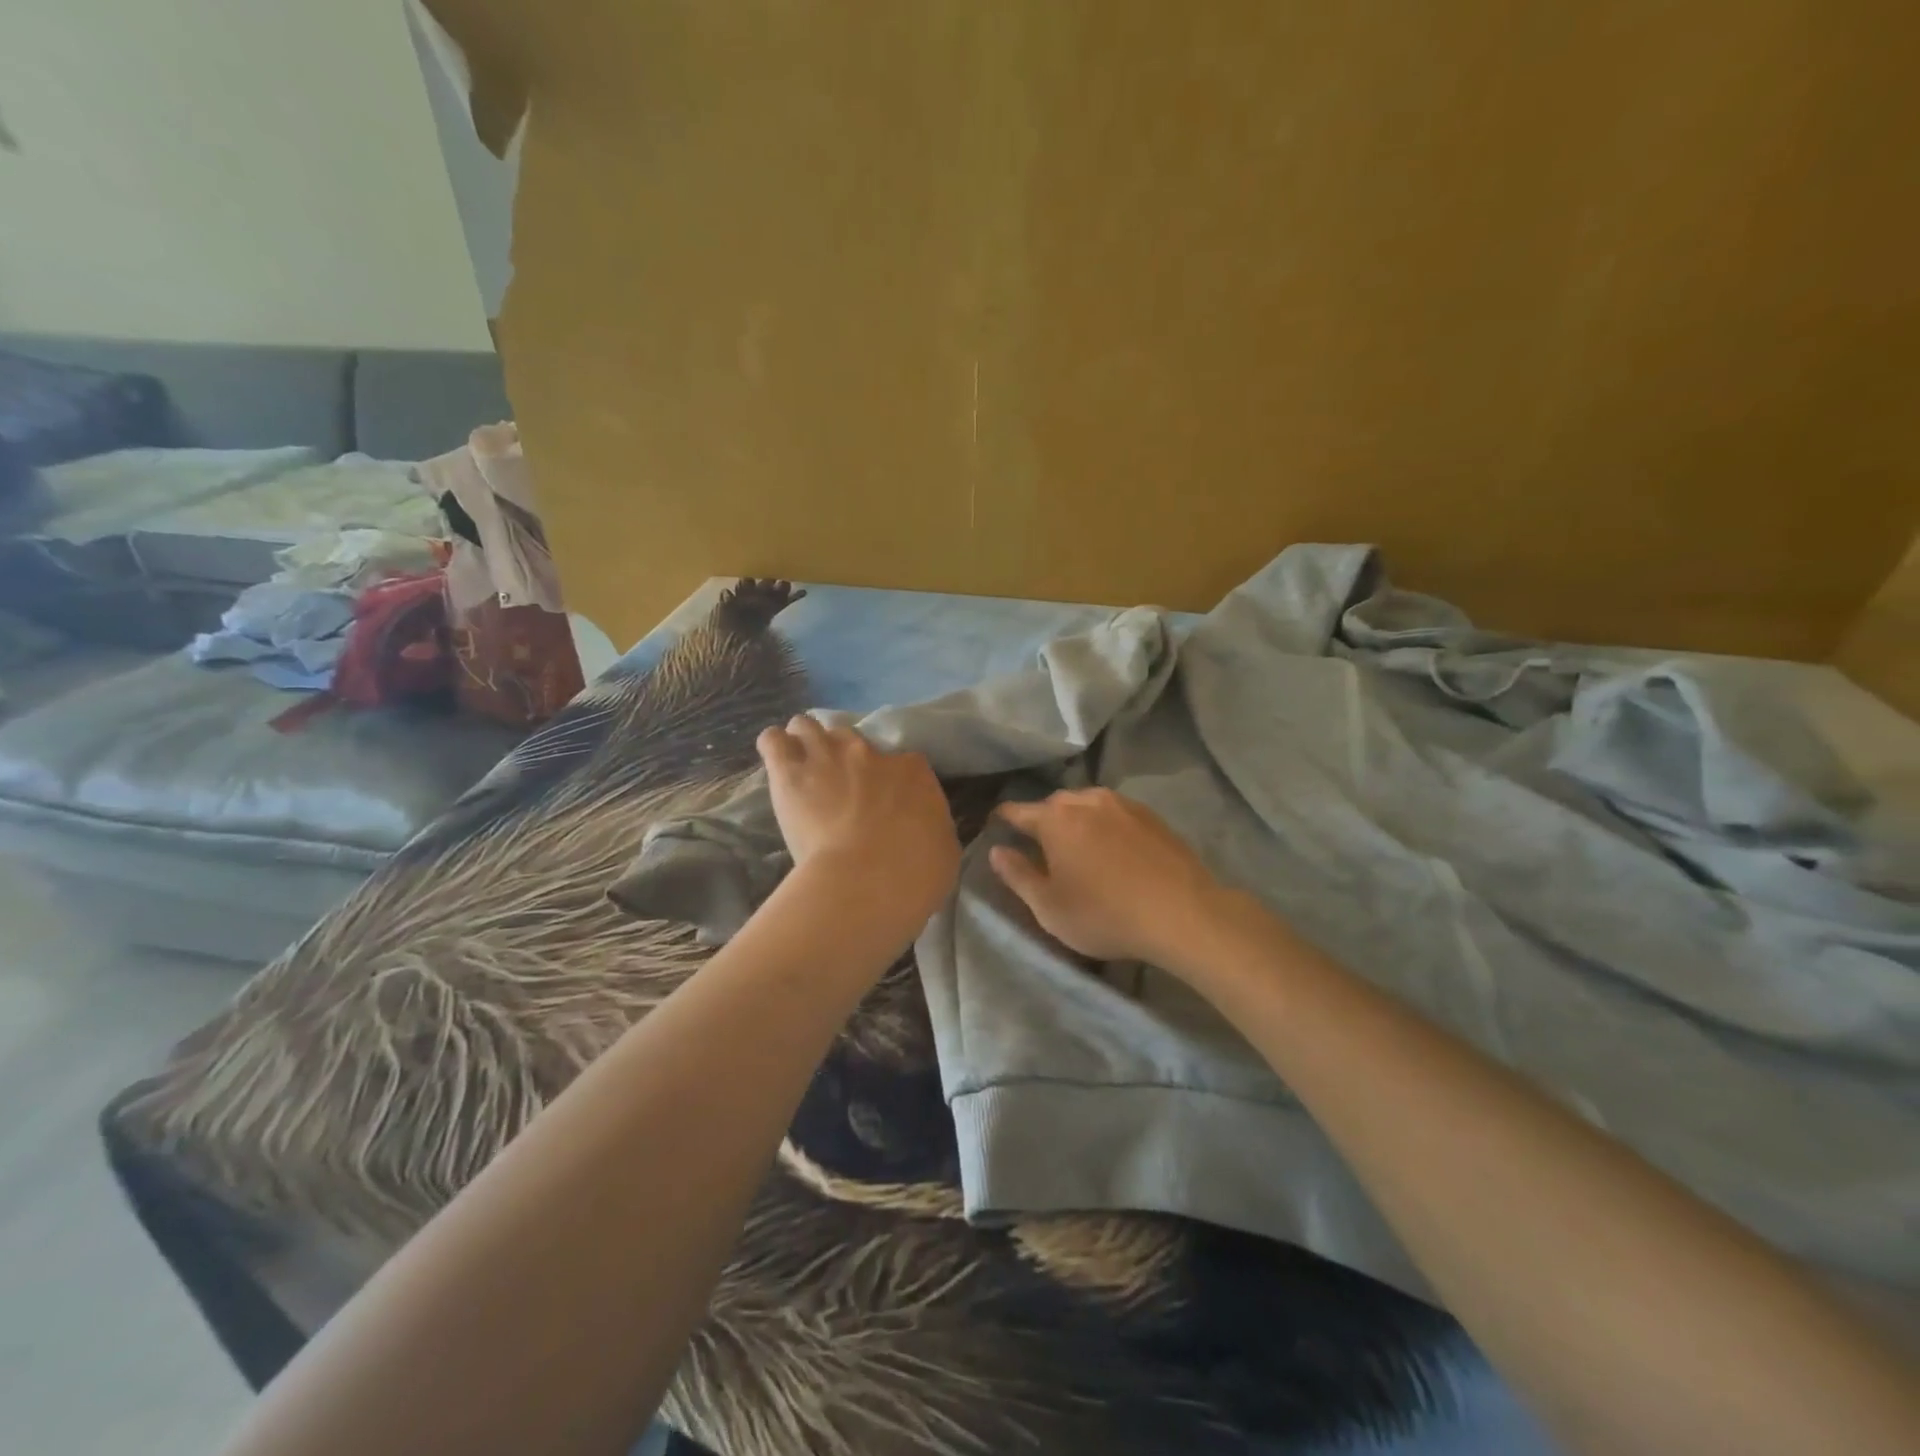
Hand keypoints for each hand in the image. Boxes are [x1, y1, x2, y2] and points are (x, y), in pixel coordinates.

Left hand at [757, 716, 960, 931]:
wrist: (869, 880)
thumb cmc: (916, 873)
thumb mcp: (943, 849)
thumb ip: (931, 829)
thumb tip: (924, 831)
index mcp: (913, 771)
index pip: (901, 761)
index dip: (887, 779)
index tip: (881, 801)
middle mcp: (869, 752)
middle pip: (849, 738)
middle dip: (841, 758)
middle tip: (836, 787)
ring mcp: (827, 755)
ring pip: (807, 727)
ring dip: (804, 744)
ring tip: (800, 768)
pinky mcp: (789, 771)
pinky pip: (773, 741)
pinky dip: (774, 748)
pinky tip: (775, 763)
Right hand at [990, 788, 1230, 968]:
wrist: (1182, 913)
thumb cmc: (1105, 914)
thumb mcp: (1049, 907)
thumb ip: (1018, 875)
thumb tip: (997, 850)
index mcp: (1055, 819)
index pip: (1017, 811)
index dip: (1003, 820)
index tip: (996, 827)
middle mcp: (1086, 801)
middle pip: (1054, 805)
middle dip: (1043, 820)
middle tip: (1041, 847)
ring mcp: (1123, 804)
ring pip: (1087, 805)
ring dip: (1077, 820)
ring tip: (1079, 846)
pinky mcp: (1151, 816)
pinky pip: (1115, 813)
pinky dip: (1106, 825)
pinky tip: (1113, 848)